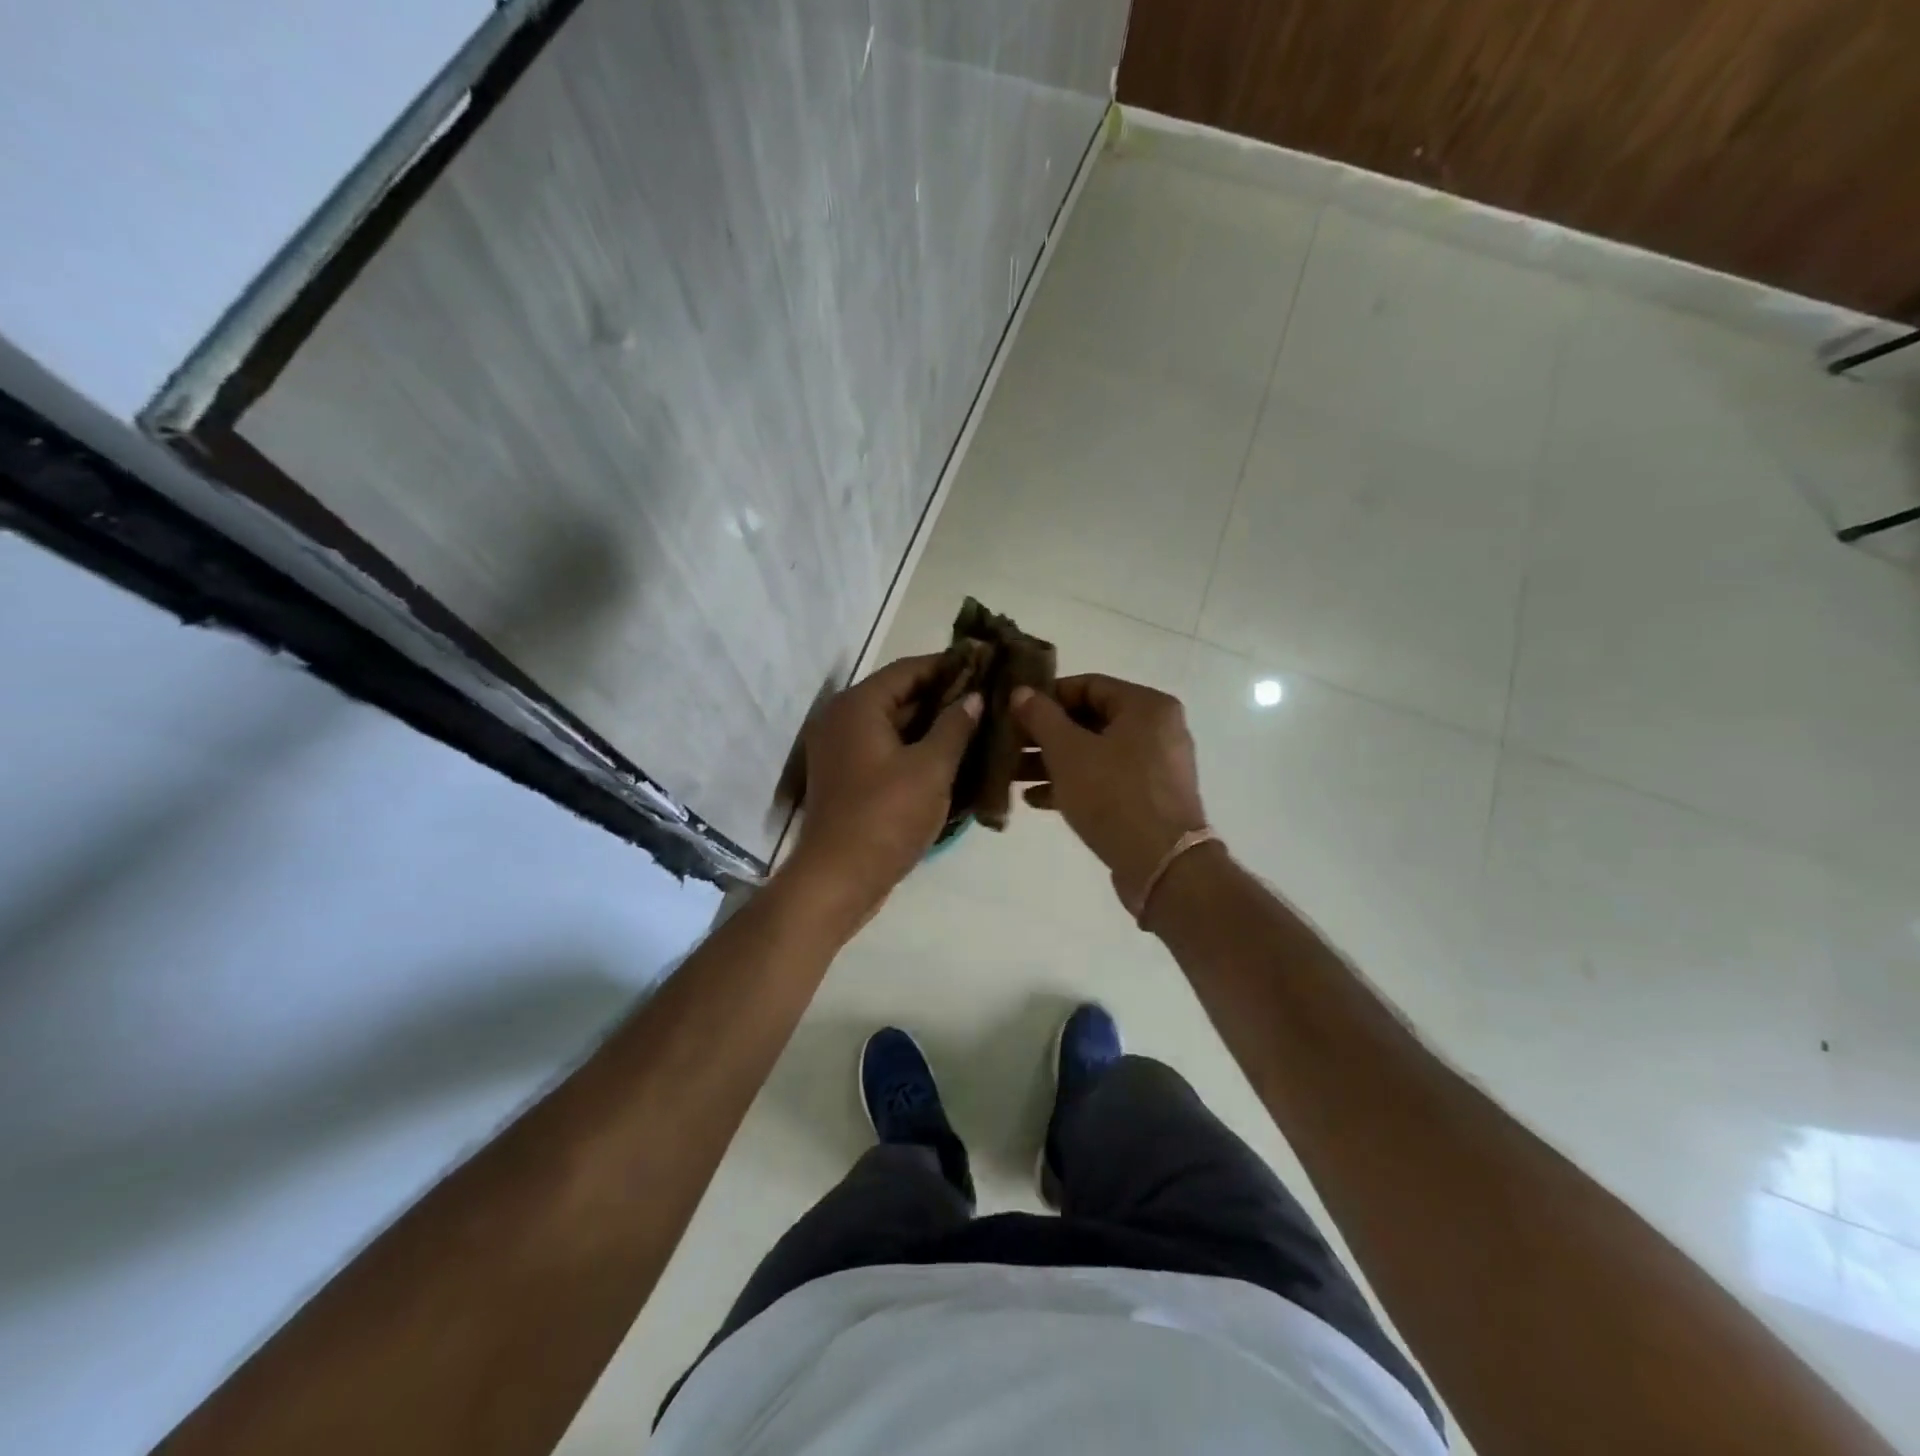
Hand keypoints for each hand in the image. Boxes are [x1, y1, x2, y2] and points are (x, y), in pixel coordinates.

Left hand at [789, 654, 981, 921]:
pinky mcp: (847, 776)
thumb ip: (955, 726)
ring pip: (895, 725)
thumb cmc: (886, 816)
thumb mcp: (931, 768)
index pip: (908, 669)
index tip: (986, 664)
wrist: (839, 878)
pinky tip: (952, 755)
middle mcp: (843, 719)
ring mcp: (842, 750)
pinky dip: (916, 748)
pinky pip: (887, 749)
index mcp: (858, 706)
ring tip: (979, 724)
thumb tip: (974, 698)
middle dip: (944, 696)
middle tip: (988, 697)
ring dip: (933, 724)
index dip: (949, 665)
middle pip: (900, 695)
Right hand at [1011, 675, 1207, 910]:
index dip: (1047, 695)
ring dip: (1053, 762)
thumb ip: (1041, 717)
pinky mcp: (1149, 798)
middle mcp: (1157, 729)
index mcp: (1146, 706)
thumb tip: (1021, 692)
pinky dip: (1074, 783)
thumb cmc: (1114, 796)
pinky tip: (1035, 799)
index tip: (1014, 711)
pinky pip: (1106, 780)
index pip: (1088, 685)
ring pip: (1095, 753)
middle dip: (1045, 734)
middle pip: (1091, 720)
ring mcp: (1156, 766)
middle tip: (1009, 744)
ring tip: (1012, 774)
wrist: (1162, 865)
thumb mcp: (1068, 752)